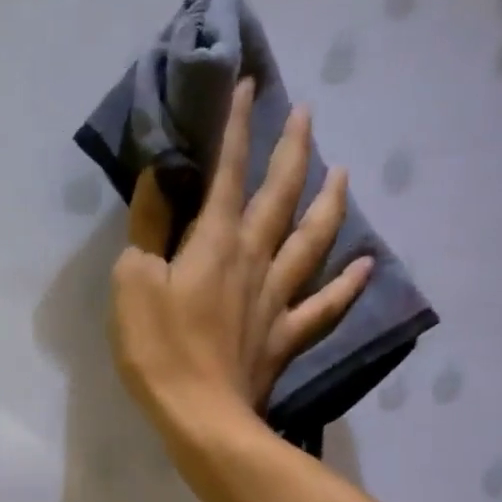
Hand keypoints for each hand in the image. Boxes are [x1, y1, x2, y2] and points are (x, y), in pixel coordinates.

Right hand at [109, 79, 370, 439]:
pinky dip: (348, 285)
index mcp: (215, 242)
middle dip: (292, 151)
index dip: (237, 128)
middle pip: (280, 196)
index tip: (250, 85)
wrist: (201, 416)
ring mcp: (277, 298)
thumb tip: (161, 177)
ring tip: (343, 173)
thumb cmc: (158, 347)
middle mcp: (255, 259)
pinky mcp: (285, 335)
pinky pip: (325, 305)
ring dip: (329, 204)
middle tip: (307, 114)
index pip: (228, 173)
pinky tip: (367, 265)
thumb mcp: (134, 280)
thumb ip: (149, 227)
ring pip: (313, 241)